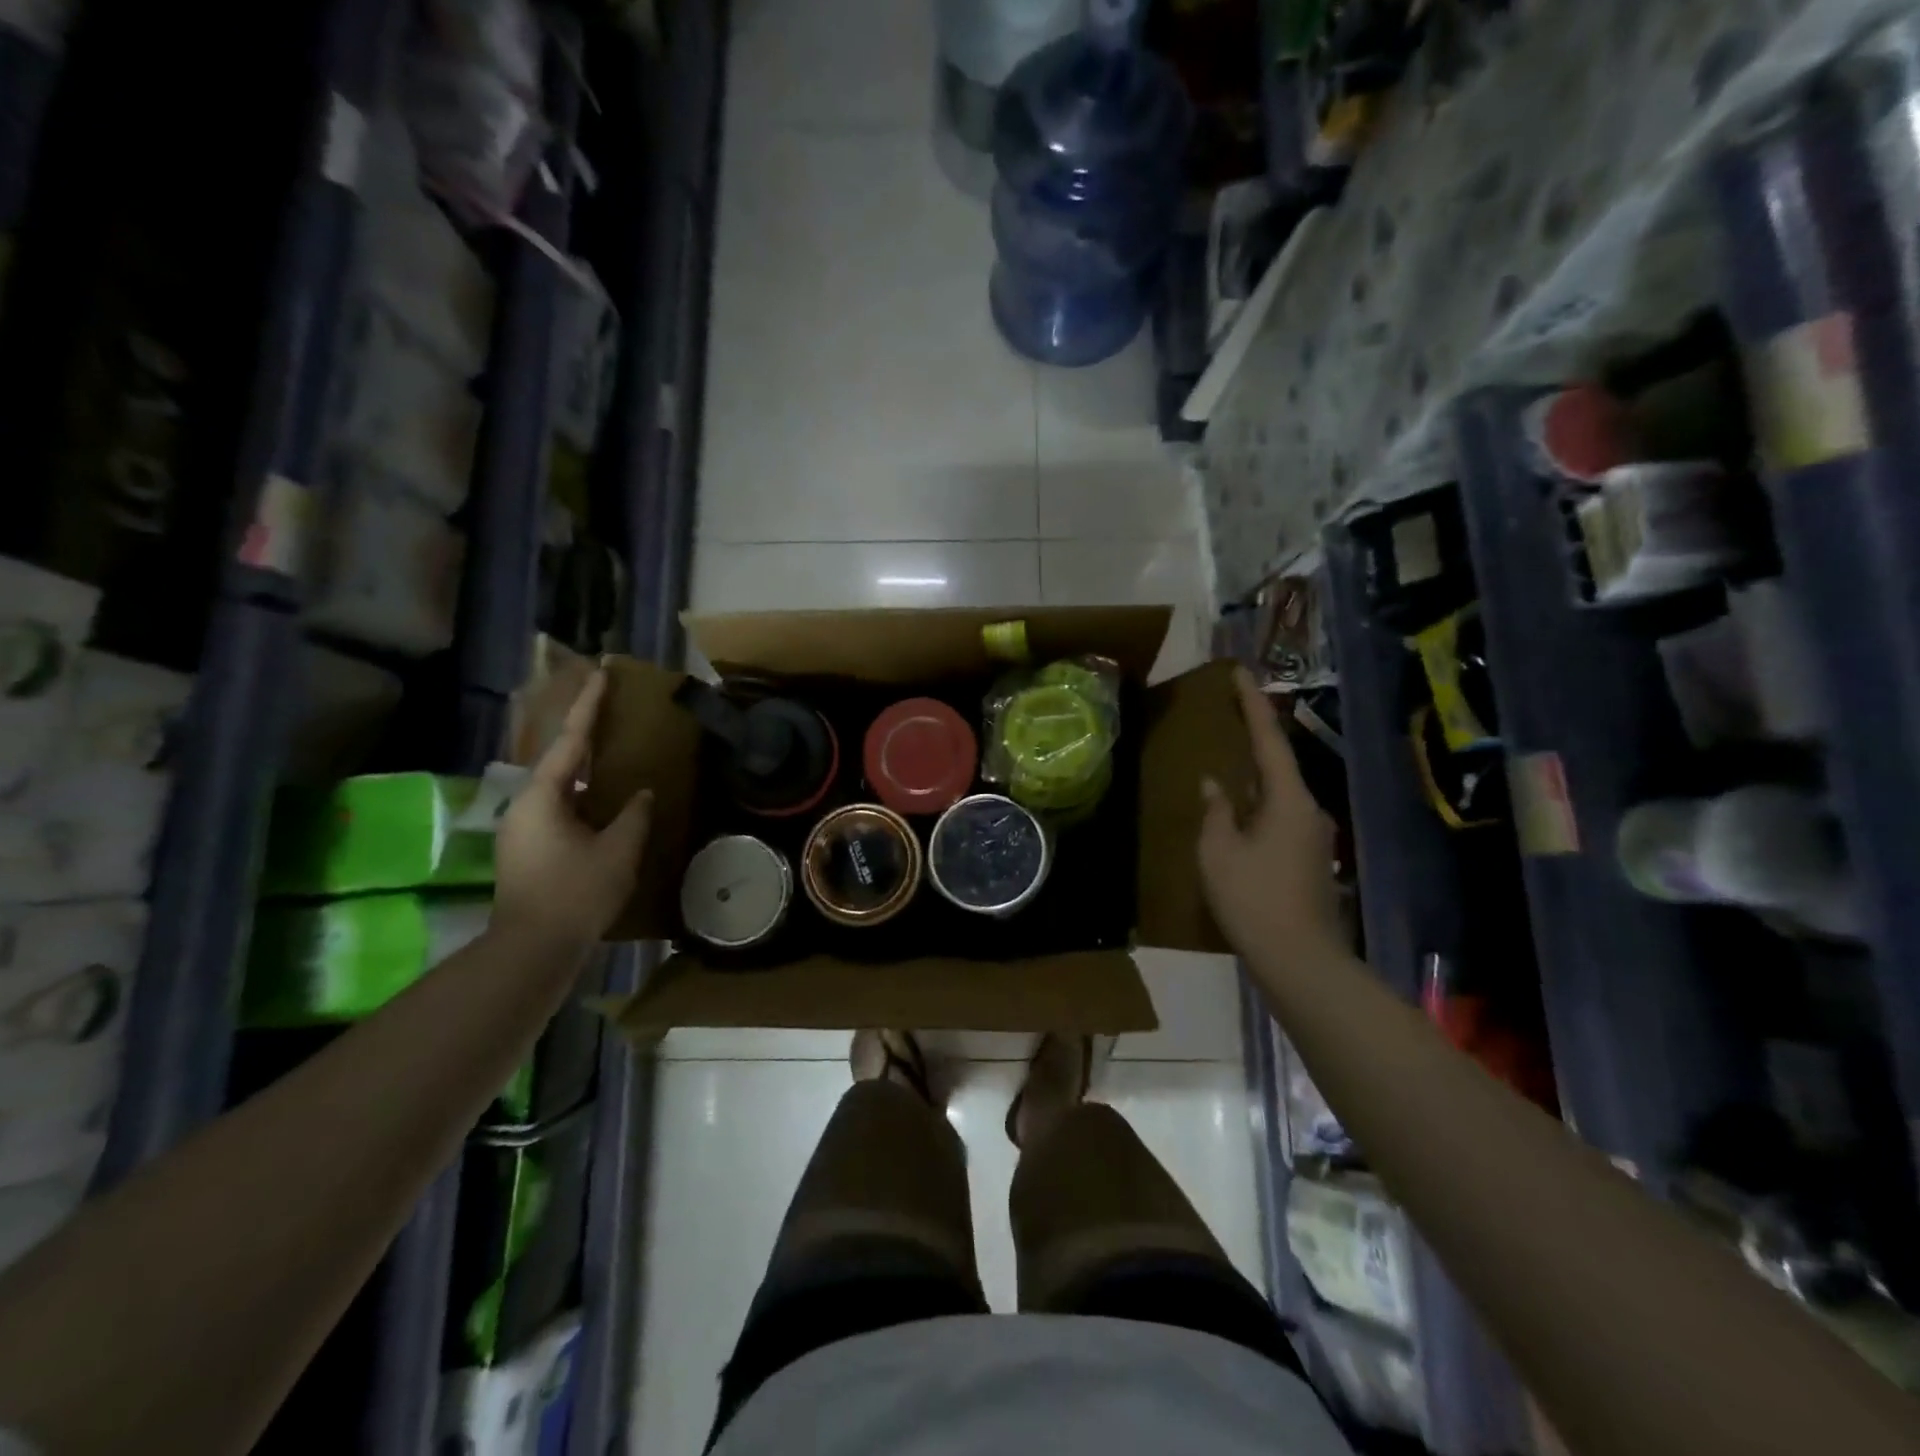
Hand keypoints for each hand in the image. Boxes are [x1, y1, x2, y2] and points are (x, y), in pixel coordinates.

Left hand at [492, 670, 651, 948]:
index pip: (572, 740)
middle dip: (583, 731)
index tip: (600, 674)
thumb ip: (634, 815)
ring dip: (584, 766)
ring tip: (612, 749)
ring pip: (559, 784)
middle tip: (608, 706)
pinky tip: (604, 798)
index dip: (589, 706)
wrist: (532, 948)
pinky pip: (559, 806)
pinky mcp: (529, 848)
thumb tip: (643, 794)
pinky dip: (582, 793)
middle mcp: (526, 804)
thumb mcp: (618, 850)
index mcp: (543, 795)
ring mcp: (524, 828)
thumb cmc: (576, 892)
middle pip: (559, 757)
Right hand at [1197, 668, 1342, 964]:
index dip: (1253, 705)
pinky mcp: (1309, 860)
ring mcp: (1313, 837)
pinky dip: (1257, 807)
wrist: (1300, 961)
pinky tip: (1236, 816)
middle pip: (1278, 766)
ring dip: (1253, 780)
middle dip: (1254, 741)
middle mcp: (1309, 810)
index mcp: (1289, 800)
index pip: (1269, 740)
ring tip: (1225, 767)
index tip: (1240, 673)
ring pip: (1278, 796)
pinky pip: (1278, 818)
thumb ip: (1215, 812)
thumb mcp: (1218, 853)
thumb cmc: (1254, 900)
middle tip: (1228, 718)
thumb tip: (1214, 784)